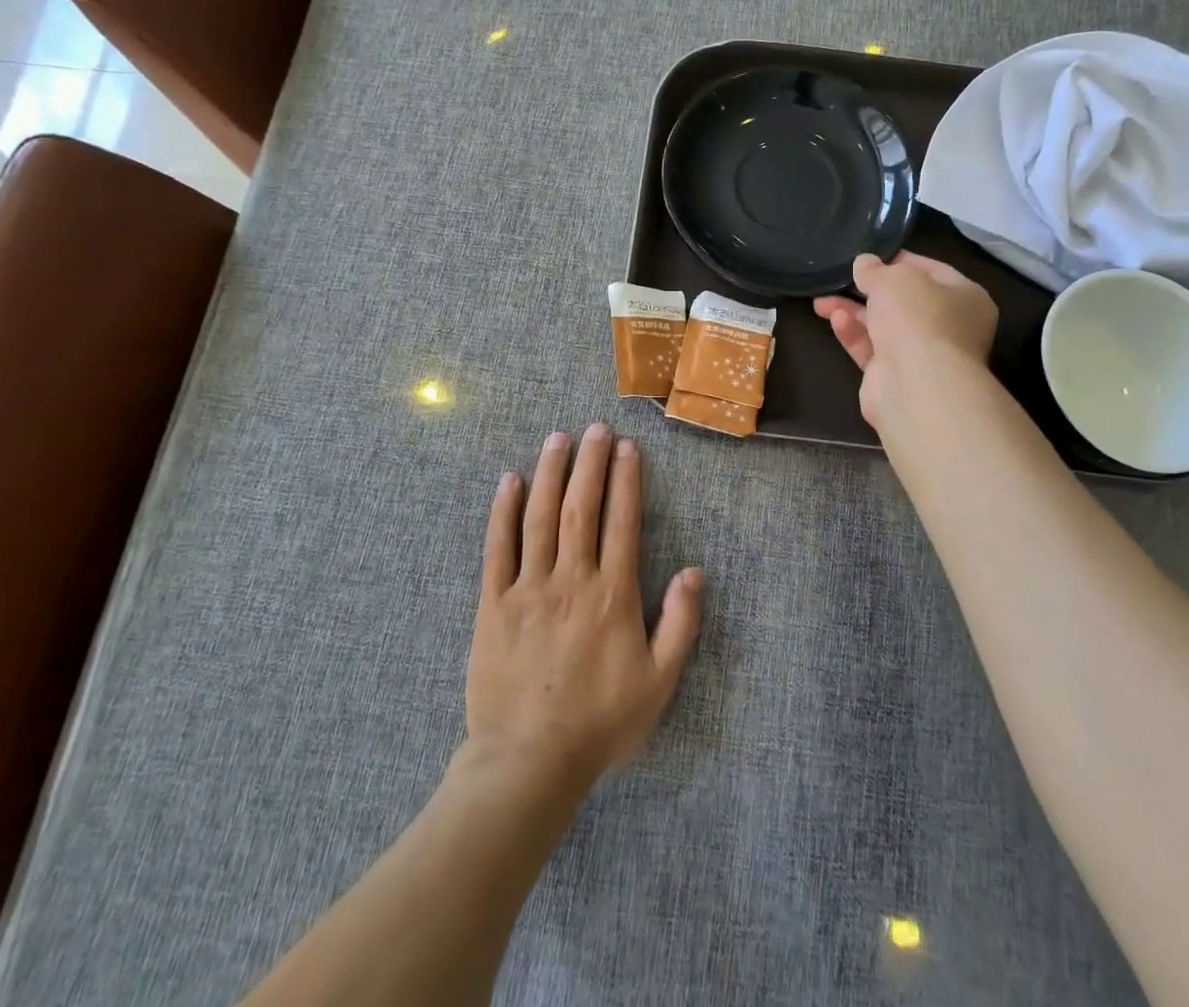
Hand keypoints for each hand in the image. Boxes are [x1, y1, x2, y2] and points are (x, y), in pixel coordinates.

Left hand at [464, 425, 702, 796]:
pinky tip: (510, 481)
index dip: (626, 480)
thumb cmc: (600, 723)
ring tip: (558, 438)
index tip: (628, 447)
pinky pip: (497, 548)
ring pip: (541, 517)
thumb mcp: (659, 682)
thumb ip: (680, 624)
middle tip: (595, 428)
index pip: (622, 521)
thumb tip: (695, 571)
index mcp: (613, 594)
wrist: (528, 762)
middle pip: (582, 507)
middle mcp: (571, 579)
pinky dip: (503, 511)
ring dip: (551, 473)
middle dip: (590, 463)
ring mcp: (529, 588)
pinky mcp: (493, 604)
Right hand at [813, 251, 999, 425]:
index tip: (870, 255)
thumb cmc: (918, 318)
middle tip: (842, 278)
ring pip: (883, 326)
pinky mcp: (896, 377)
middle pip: (905, 302)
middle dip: (870, 290)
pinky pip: (872, 349)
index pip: (932, 271)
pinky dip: (854, 334)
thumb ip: (876, 270)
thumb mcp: (894, 278)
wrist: (916, 384)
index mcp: (966, 298)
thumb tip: (864, 263)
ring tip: (821, 301)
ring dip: (853, 312)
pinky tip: (835, 320)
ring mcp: (923, 355)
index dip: (900, 260)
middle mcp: (949, 327)